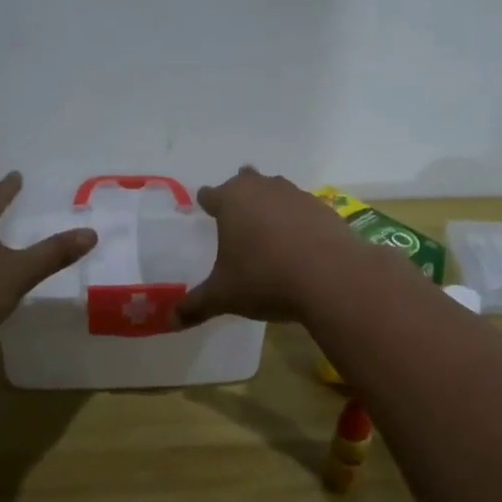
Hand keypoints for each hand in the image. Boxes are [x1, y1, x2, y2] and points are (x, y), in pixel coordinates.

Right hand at [174, 167, 363, 326]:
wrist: (331, 276)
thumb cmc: (265, 279)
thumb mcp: (224, 296)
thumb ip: (196, 306)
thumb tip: (171, 321)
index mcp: (231, 201)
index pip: (210, 194)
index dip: (206, 201)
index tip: (204, 207)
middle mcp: (262, 189)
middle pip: (245, 180)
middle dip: (239, 192)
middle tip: (236, 210)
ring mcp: (296, 195)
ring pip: (276, 189)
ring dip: (270, 202)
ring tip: (267, 224)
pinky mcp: (324, 208)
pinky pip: (302, 207)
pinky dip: (297, 219)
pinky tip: (298, 240)